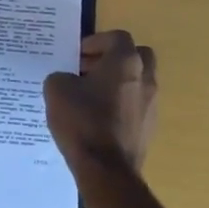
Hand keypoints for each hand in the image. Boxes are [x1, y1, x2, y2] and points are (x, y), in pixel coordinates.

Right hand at [44, 30, 157, 171]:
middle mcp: (145, 78)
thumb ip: (62, 76)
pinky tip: (98, 119)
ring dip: (117, 82)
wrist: (106, 169)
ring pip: (137, 82)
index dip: (96, 41)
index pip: (117, 37)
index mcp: (126, 62)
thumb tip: (68, 80)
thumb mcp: (57, 90)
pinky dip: (121, 105)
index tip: (77, 54)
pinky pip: (135, 106)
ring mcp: (151, 104)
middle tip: (89, 69)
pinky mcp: (149, 128)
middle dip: (113, 58)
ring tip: (90, 96)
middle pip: (136, 55)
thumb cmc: (82, 121)